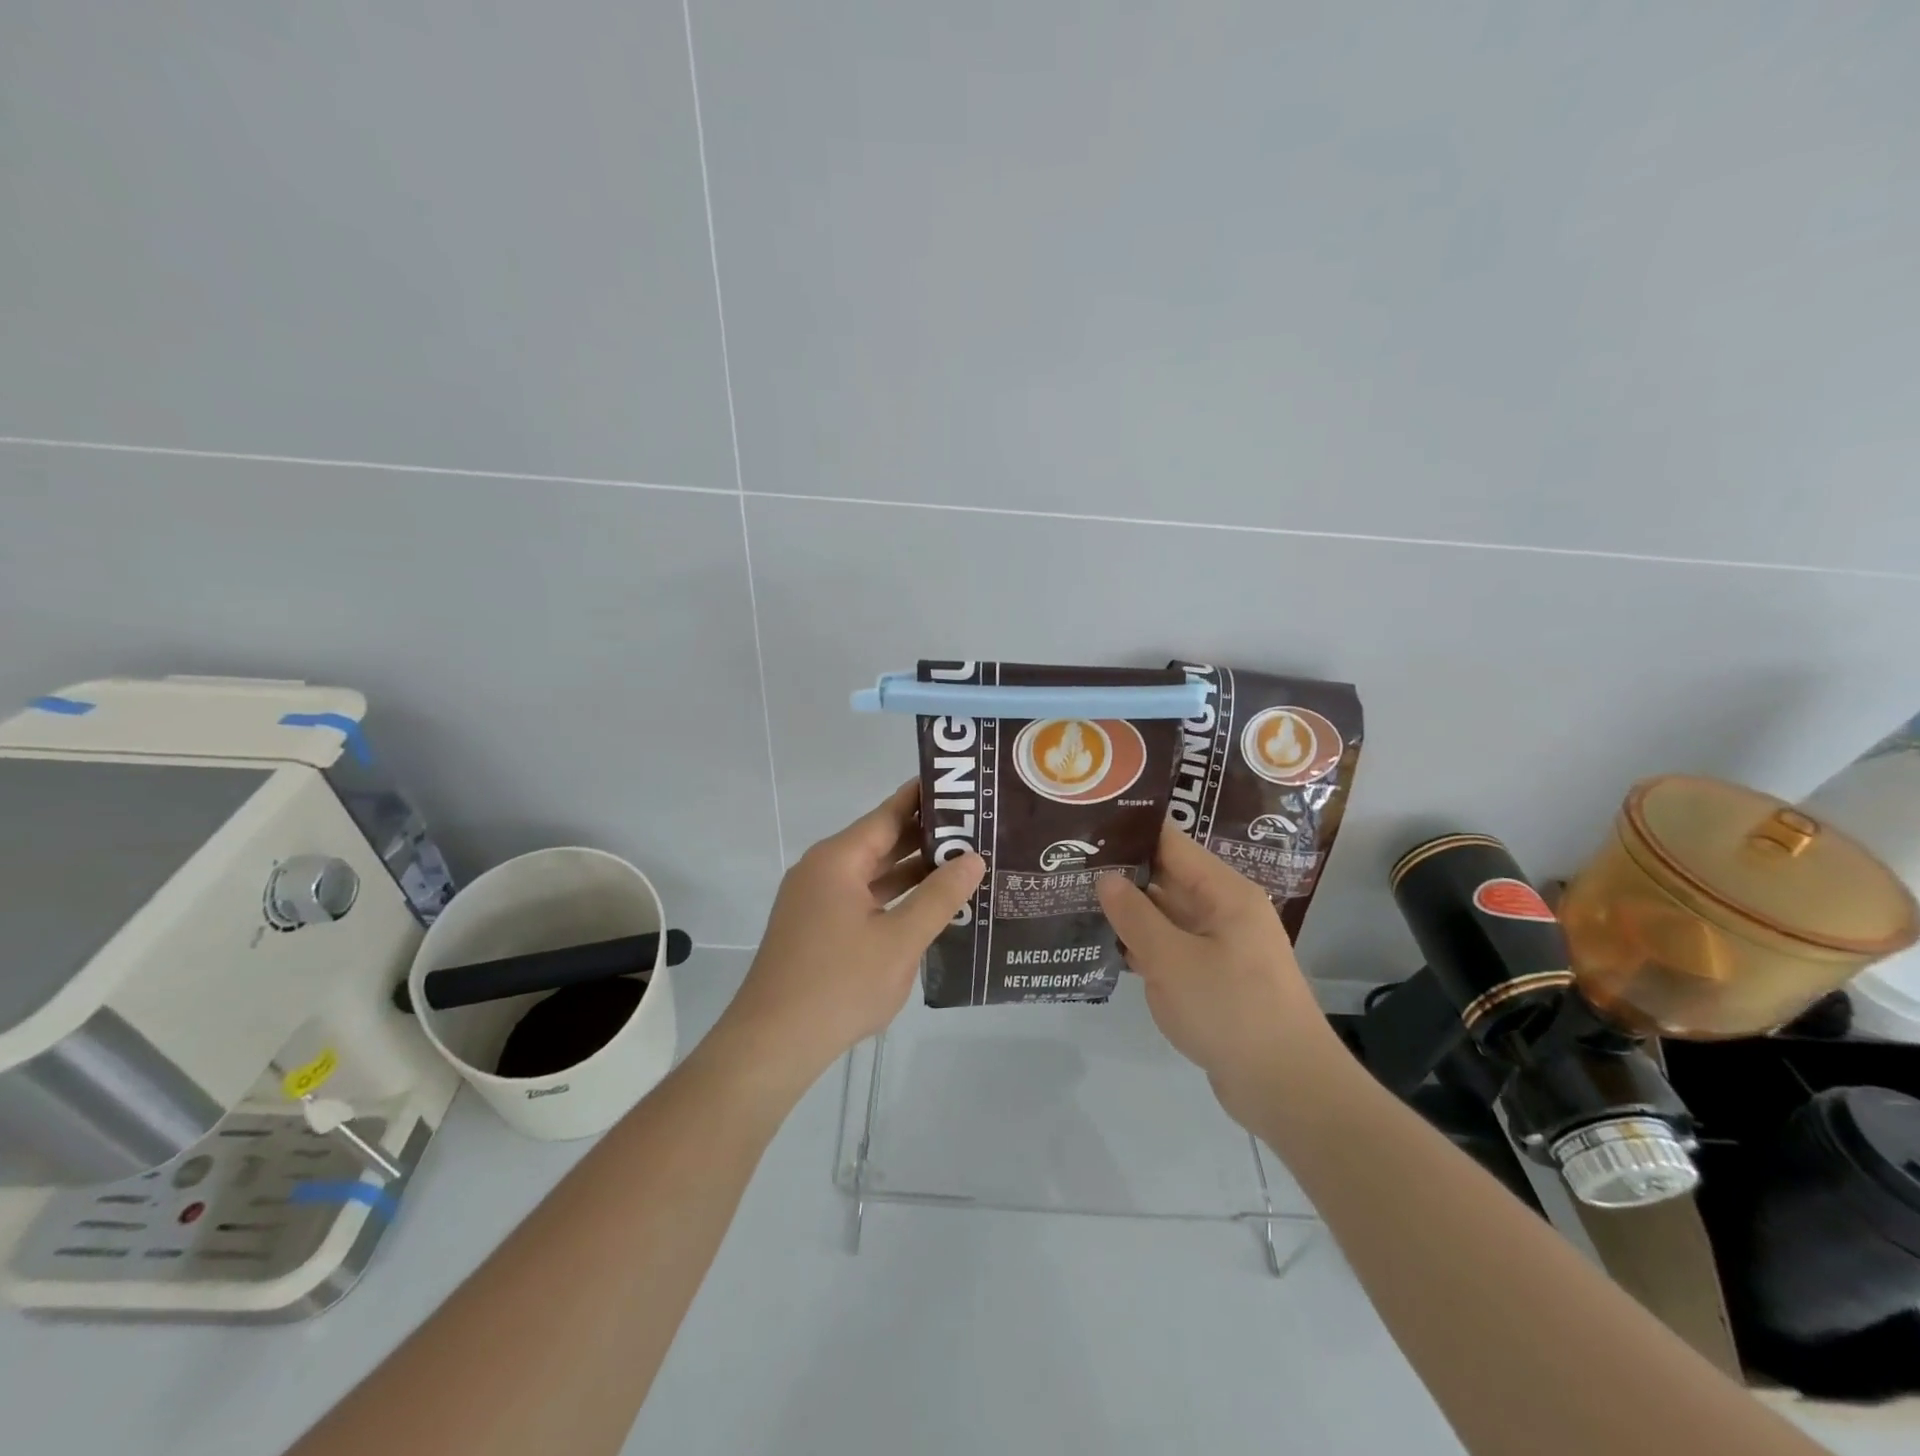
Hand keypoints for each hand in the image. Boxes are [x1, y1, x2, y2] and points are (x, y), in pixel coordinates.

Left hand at [720, 782, 984, 1089]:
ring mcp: (816, 900)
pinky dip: (893, 897)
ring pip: (871, 873)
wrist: (773, 1043)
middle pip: (880, 841)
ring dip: (911, 870)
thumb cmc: (839, 985)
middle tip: (977, 829)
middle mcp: (823, 870)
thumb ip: (939, 897)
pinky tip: (927, 905)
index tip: (963, 788)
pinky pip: (861, 898)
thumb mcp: (900, 940)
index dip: (925, 799)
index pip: (889, 814)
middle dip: (926, 837)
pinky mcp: (816, 927)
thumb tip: (973, 858)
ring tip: (962, 863)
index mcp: (838, 860)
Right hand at [1097, 824, 1341, 1126]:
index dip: (1132, 831)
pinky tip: (1105, 945)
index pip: (1172, 844)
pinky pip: (1172, 949)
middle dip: (1123, 873)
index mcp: (1225, 894)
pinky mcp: (1214, 980)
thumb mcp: (1172, 959)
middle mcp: (1225, 912)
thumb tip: (1106, 878)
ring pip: (1167, 916)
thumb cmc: (1230, 1010)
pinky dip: (1143, 946)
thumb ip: (1134, 915)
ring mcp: (1221, 948)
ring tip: (1077, 899)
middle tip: (1071, 864)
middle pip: (1168, 879)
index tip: (1089, 825)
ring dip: (1129, 912)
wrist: (1287, 1089)